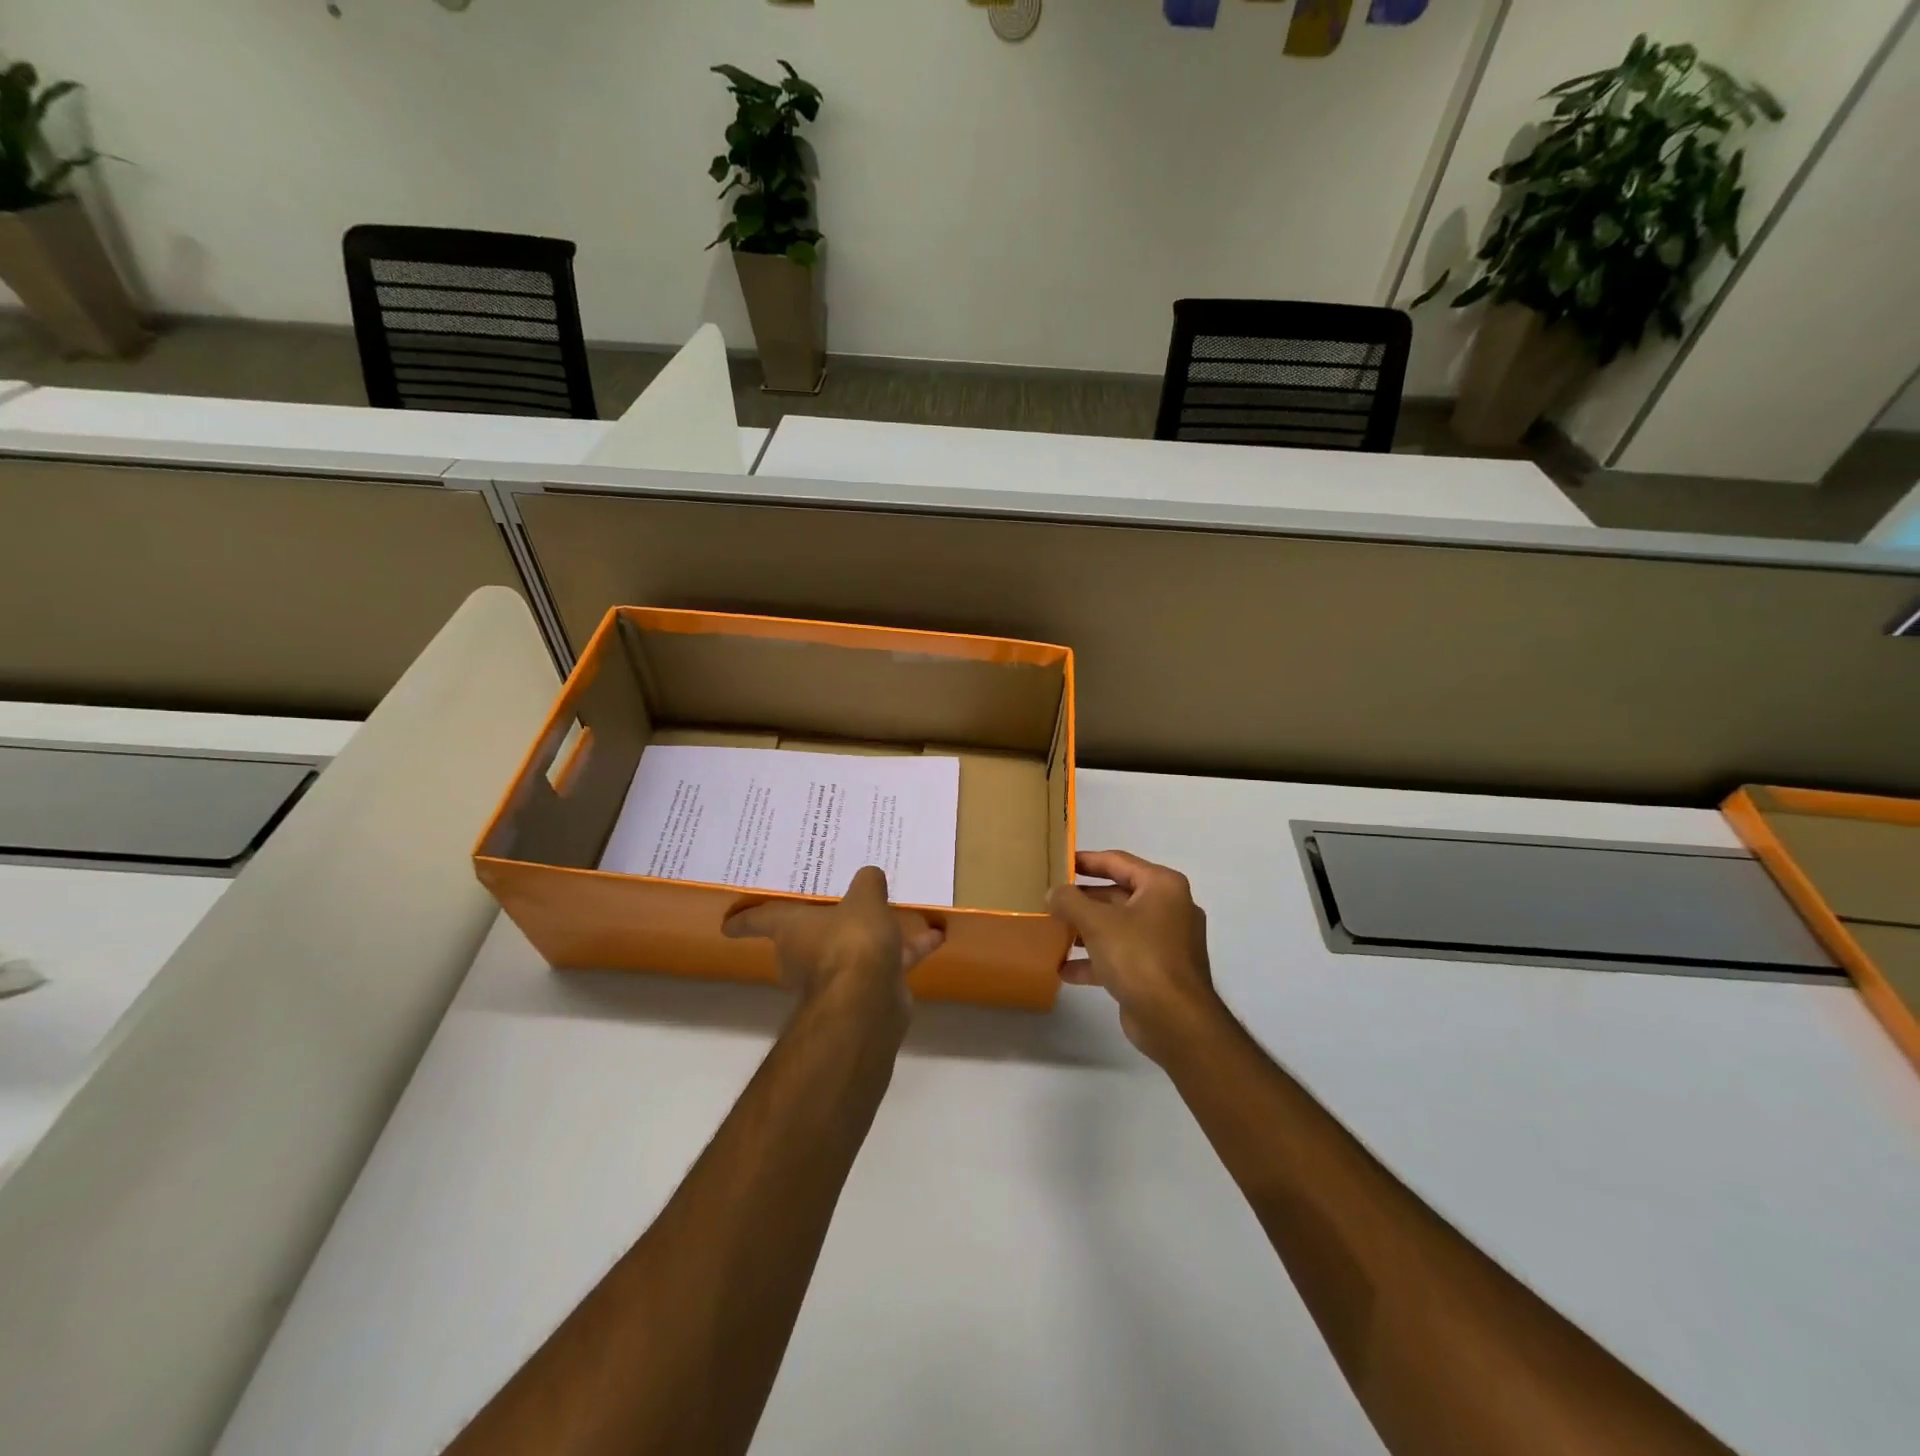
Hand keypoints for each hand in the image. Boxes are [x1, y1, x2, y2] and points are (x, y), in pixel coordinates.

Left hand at [723, 865, 943, 1016]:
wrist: (869, 1000)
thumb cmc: (852, 941)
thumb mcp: (863, 898)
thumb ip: (867, 883)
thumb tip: (870, 874)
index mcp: (792, 929)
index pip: (758, 921)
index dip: (744, 920)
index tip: (727, 924)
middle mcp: (807, 955)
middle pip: (805, 937)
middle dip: (818, 926)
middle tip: (833, 902)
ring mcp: (837, 976)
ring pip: (851, 949)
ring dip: (869, 936)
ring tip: (891, 912)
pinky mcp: (868, 990)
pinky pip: (887, 962)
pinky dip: (908, 949)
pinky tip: (934, 935)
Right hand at [1048, 851, 1224, 1063]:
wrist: (1175, 1021)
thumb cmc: (1139, 957)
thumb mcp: (1097, 922)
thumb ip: (1070, 901)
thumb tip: (1054, 893)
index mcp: (1162, 886)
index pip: (1118, 861)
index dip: (1086, 860)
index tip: (1058, 862)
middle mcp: (1168, 908)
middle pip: (1117, 894)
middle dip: (1082, 900)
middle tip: (1050, 899)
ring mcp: (1165, 942)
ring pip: (1118, 927)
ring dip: (1086, 930)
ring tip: (1052, 931)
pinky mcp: (1157, 971)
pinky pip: (1122, 955)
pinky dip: (1096, 960)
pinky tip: (1065, 969)